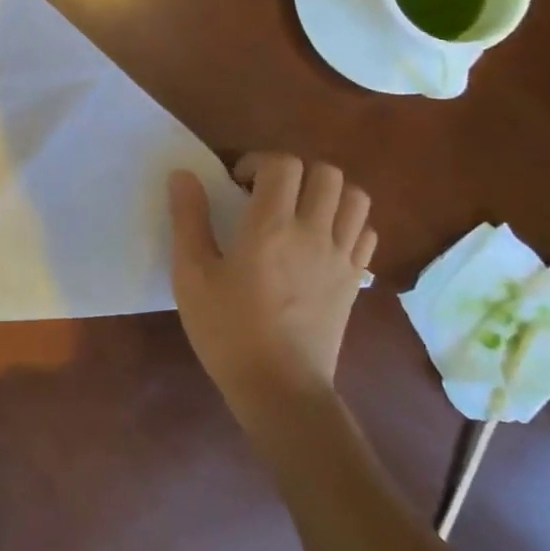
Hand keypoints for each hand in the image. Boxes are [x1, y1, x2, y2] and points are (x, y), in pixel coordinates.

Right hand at [168, 154, 376, 419]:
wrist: (280, 389)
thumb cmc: (227, 331)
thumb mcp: (191, 275)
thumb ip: (189, 219)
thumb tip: (184, 175)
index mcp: (271, 228)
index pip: (282, 165)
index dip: (257, 162)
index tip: (236, 184)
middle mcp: (314, 233)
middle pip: (326, 172)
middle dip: (295, 171)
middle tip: (268, 193)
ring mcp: (341, 257)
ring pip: (355, 197)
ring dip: (327, 191)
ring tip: (299, 210)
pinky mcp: (355, 280)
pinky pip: (365, 231)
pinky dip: (347, 221)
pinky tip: (321, 238)